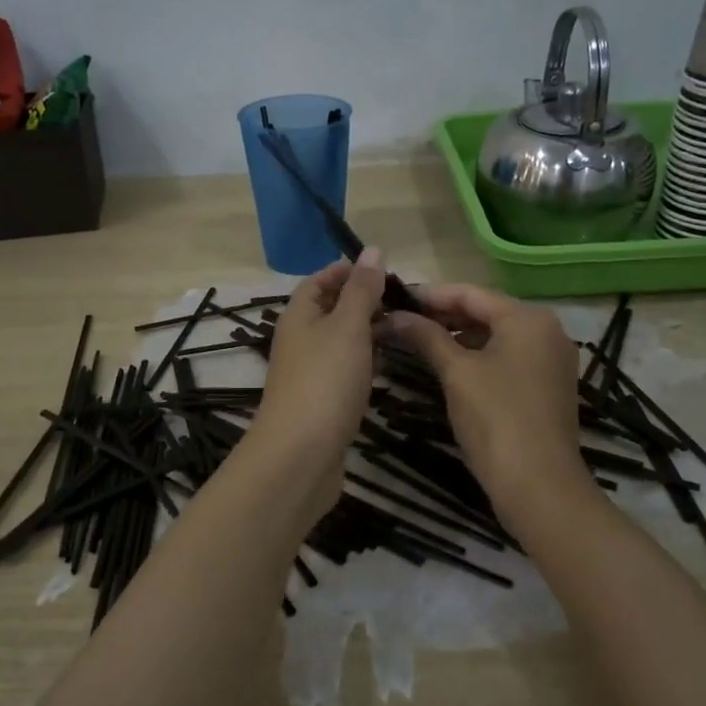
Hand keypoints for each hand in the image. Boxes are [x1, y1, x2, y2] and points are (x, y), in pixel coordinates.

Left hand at [246, 249, 387, 510]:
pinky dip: (365, 363)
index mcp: (299, 315)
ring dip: (368, 333)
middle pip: (331, 310)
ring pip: (340, 342)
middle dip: (364, 301)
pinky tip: (388, 368)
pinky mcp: (321, 401)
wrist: (300, 454)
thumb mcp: (347, 327)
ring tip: (406, 330)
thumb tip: (372, 250)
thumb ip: (361, 290)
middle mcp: (299, 340)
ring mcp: (309, 373)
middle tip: (406, 302)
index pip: (321, 280)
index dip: (348, 270)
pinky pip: (345, 370)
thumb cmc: (325, 381)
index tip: (386, 271)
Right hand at [386, 282, 592, 525]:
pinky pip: (508, 357)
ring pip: (496, 336)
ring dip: (458, 336)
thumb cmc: (496, 419)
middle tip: (401, 320)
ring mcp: (551, 359)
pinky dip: (478, 356)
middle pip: (486, 311)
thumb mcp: (456, 373)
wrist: (539, 485)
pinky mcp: (548, 385)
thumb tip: (395, 315)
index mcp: (528, 318)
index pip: (470, 293)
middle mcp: (546, 330)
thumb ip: (426, 337)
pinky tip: (448, 364)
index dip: (429, 295)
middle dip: (442, 315)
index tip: (395, 297)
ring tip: (417, 341)